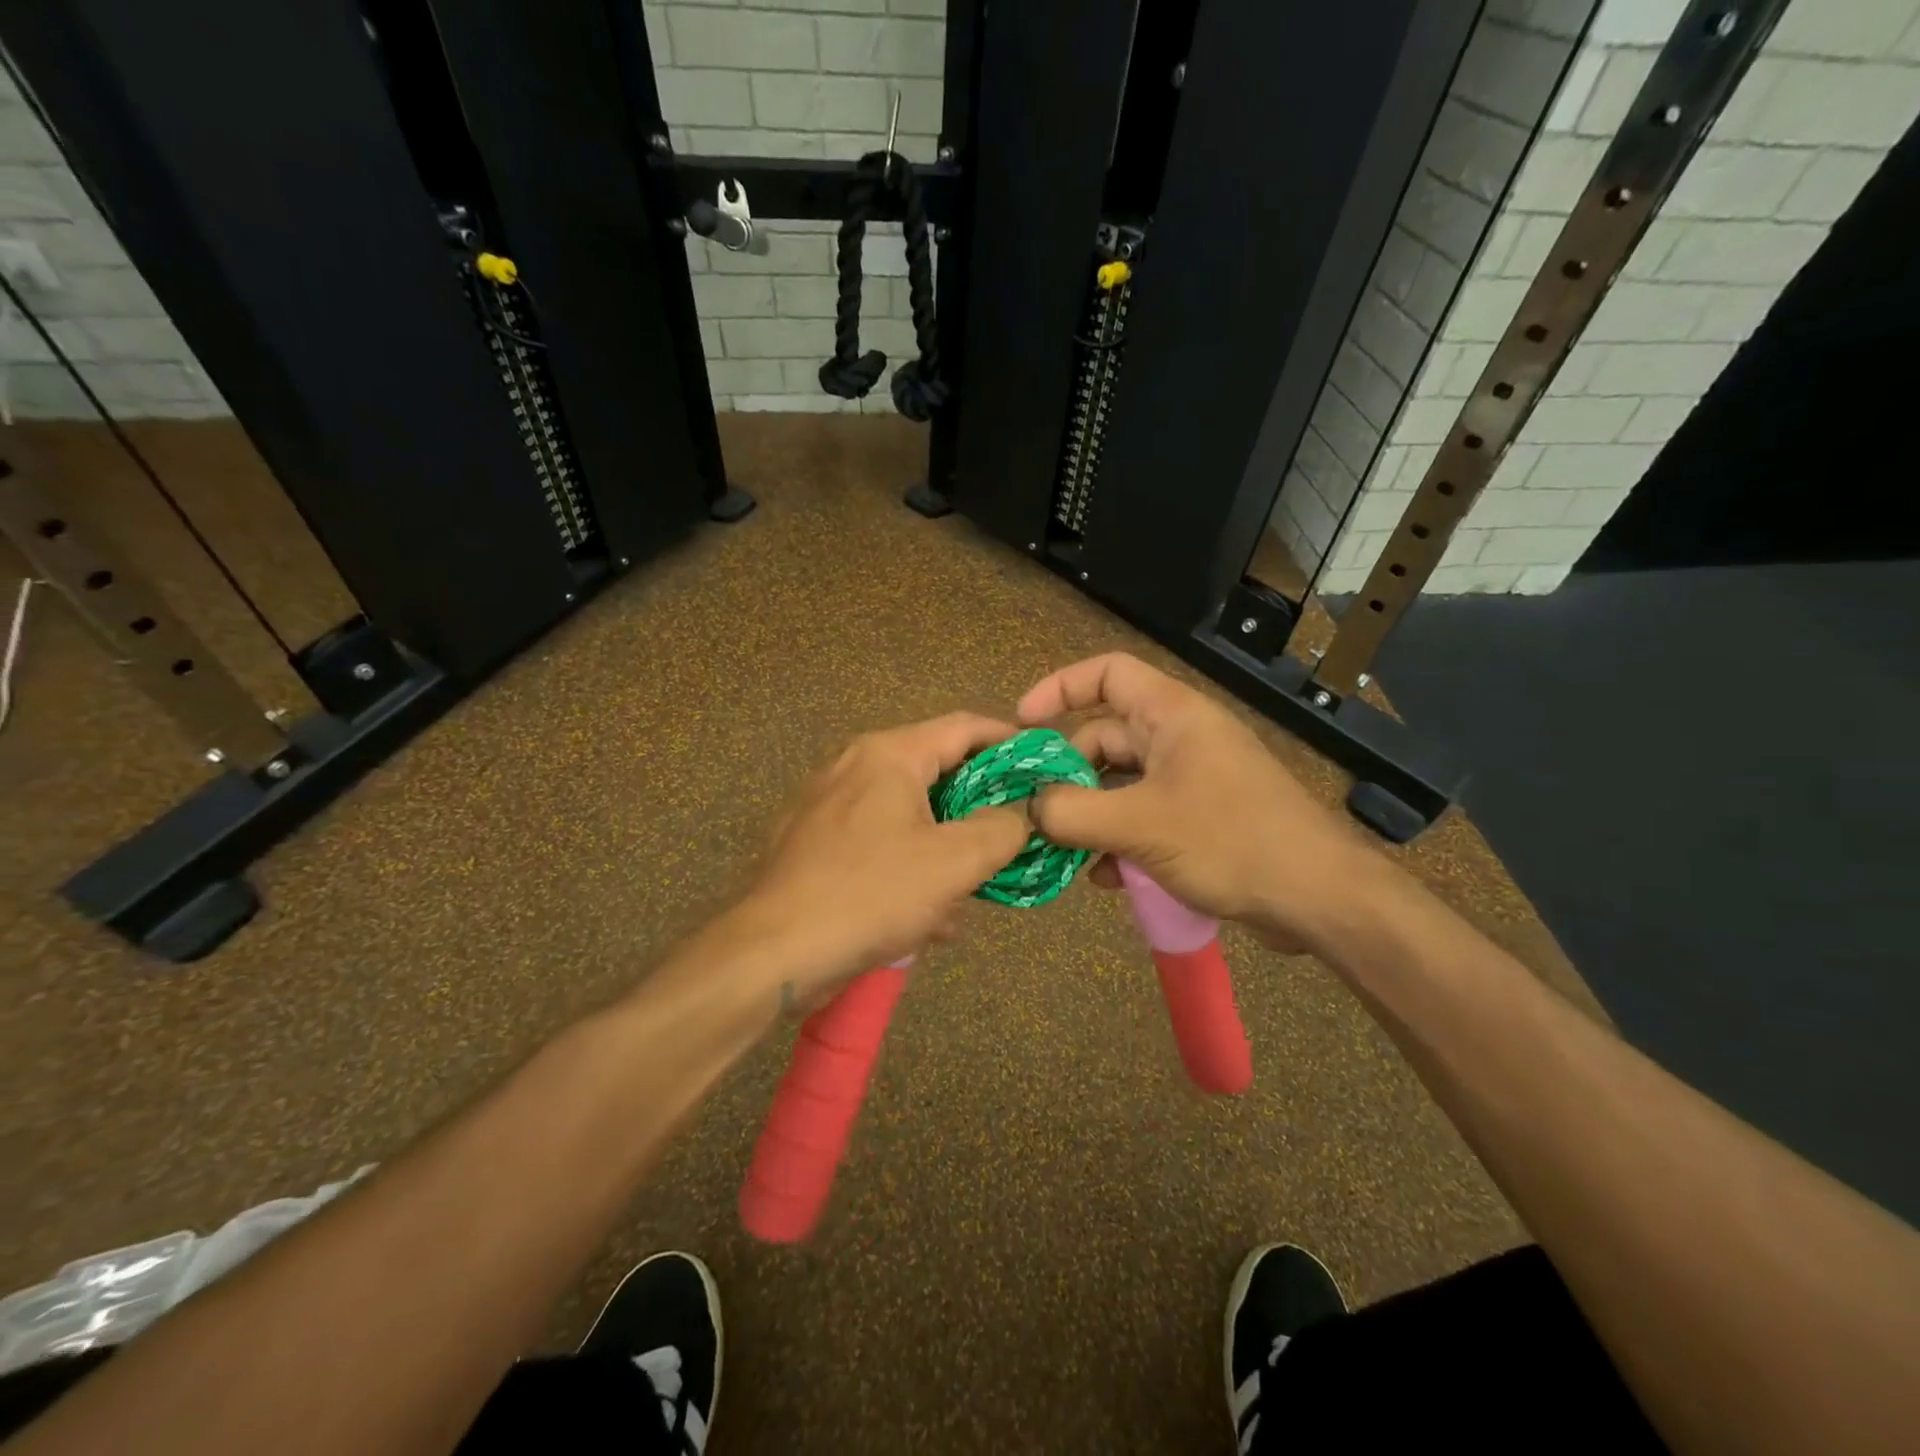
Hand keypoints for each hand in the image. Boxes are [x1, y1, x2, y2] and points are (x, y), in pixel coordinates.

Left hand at [732, 713, 1030, 1001]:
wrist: (772, 952)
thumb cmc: (870, 894)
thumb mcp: (954, 862)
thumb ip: (1001, 829)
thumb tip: (1023, 814)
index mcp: (889, 755)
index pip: (964, 727)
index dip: (1010, 741)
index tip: (1043, 765)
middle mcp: (855, 766)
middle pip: (936, 770)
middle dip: (979, 805)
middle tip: (1015, 832)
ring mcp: (828, 804)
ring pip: (908, 813)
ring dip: (946, 844)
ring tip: (976, 885)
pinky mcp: (814, 843)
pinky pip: (878, 842)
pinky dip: (910, 866)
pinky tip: (931, 916)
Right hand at [1016, 653, 1388, 953]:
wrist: (1319, 897)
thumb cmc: (1230, 840)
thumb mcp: (1141, 824)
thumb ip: (1073, 812)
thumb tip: (1029, 808)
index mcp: (1171, 715)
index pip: (1107, 673)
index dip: (1060, 688)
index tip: (1022, 724)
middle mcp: (1180, 738)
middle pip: (1105, 737)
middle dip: (1069, 774)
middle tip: (1037, 813)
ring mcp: (1192, 779)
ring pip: (1121, 784)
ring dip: (1091, 816)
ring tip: (1066, 855)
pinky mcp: (1201, 818)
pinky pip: (1144, 817)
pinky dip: (1120, 840)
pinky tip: (1108, 879)